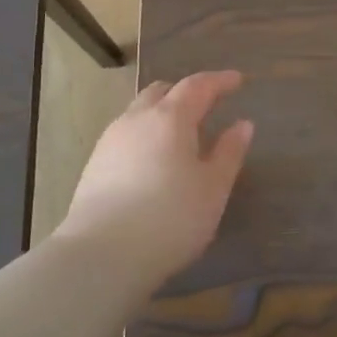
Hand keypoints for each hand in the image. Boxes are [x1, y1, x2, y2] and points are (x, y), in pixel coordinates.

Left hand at [55, 71, 254, 289]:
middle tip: (208, 106)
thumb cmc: (171, 218)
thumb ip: (230, 152)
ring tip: (181, 136)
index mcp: (170, 118)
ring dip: (162, 114)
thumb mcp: (213, 188)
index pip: (198, 86)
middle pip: (162, 92)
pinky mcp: (94, 165)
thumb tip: (242, 124)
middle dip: (186, 93)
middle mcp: (136, 119)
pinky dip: (146, 135)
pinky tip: (154, 160)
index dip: (220, 81)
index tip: (237, 80)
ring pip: (139, 112)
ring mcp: (110, 141)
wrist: (102, 256)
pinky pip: (126, 135)